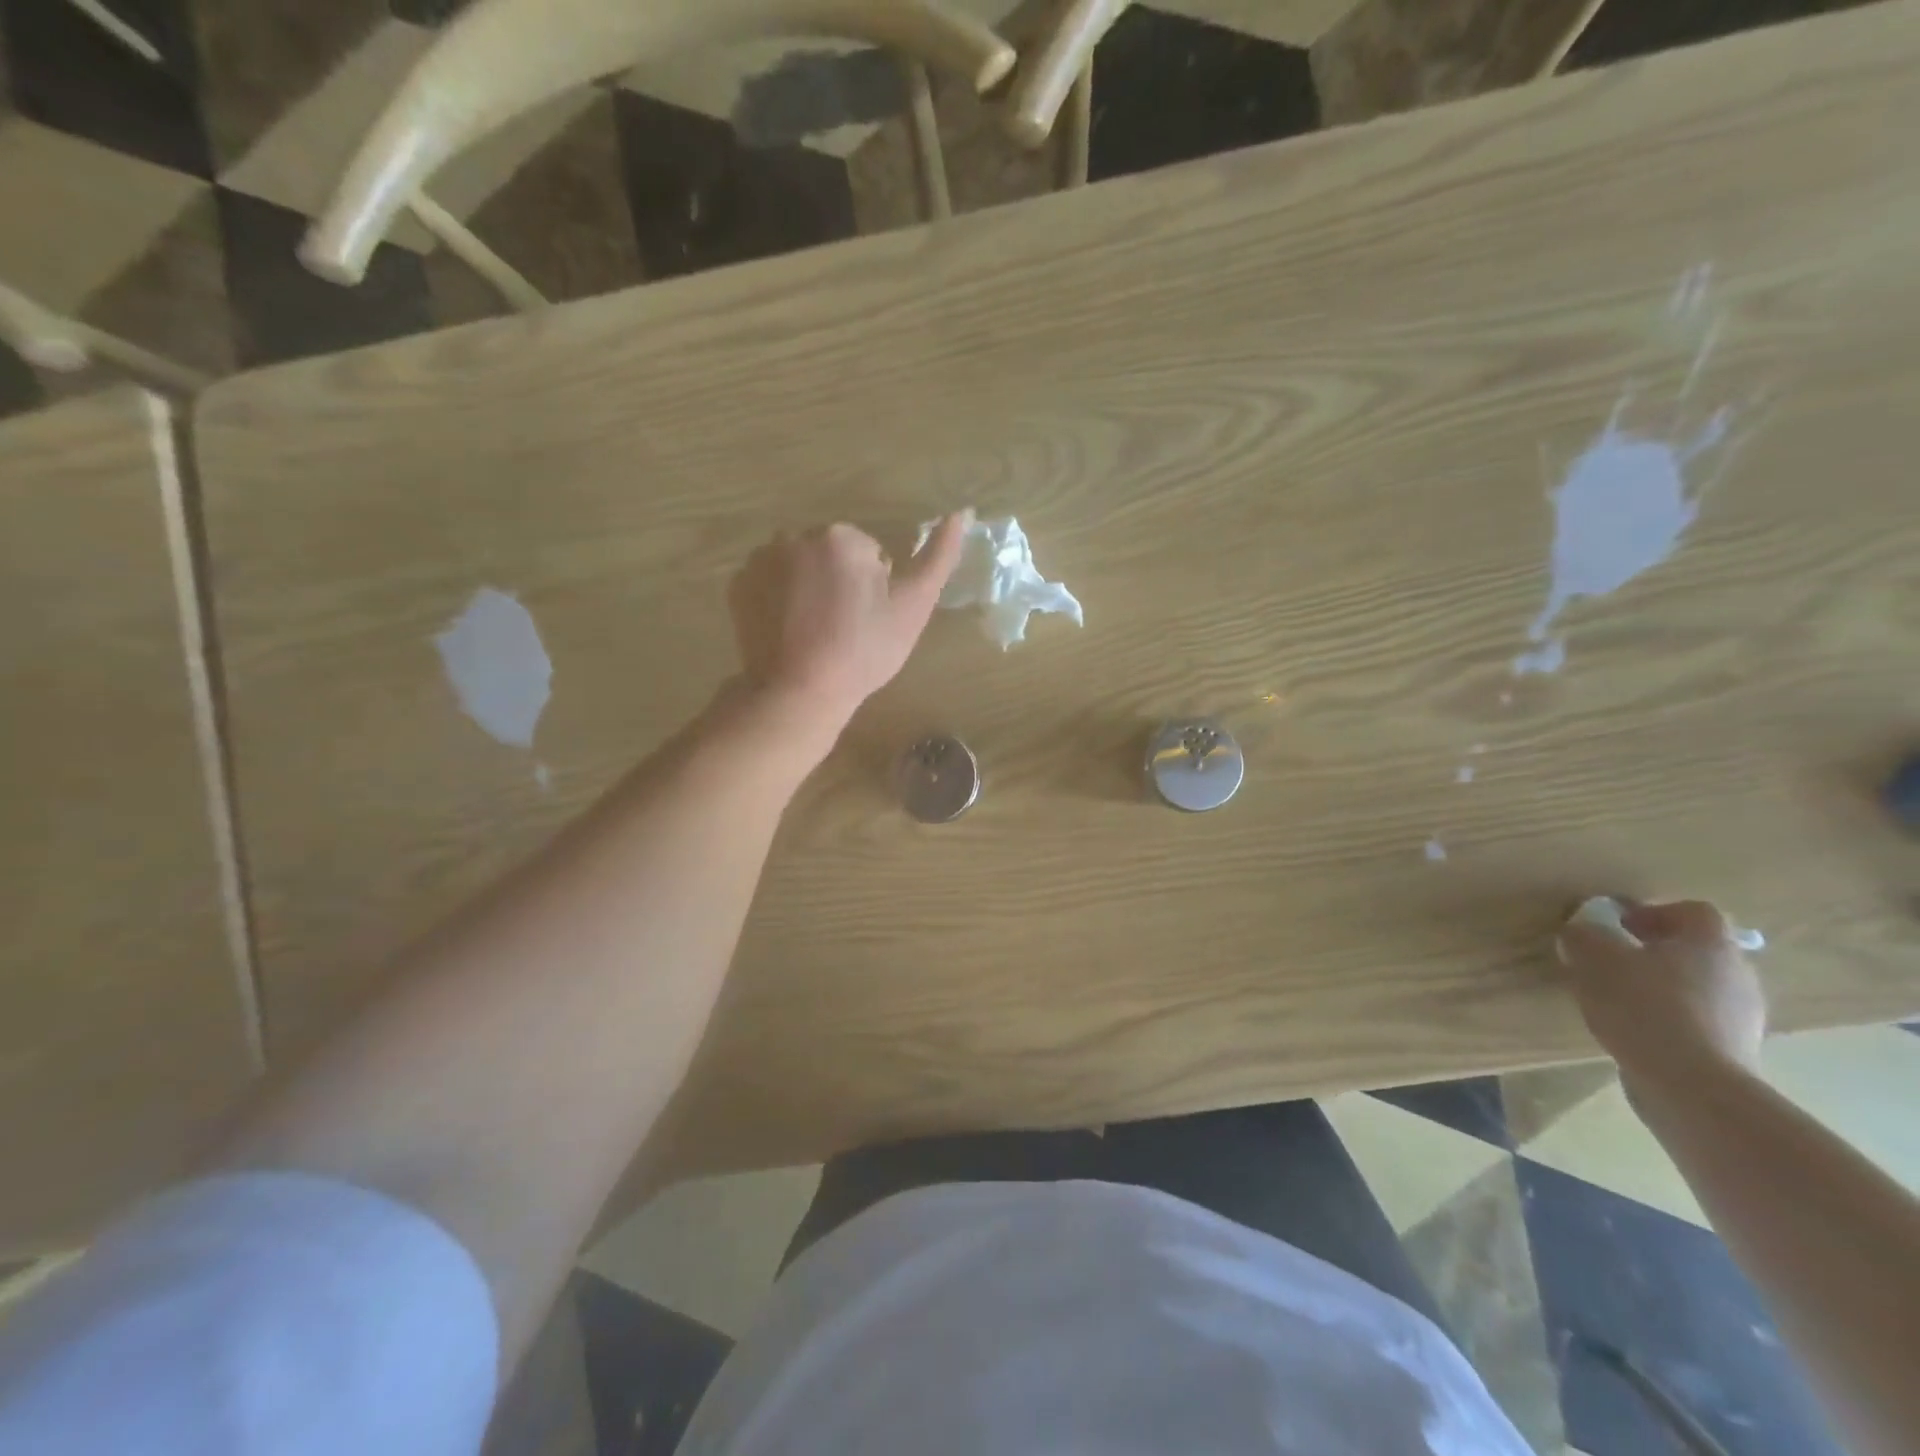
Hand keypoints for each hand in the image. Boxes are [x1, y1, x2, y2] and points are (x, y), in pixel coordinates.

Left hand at [728, 513, 971, 741]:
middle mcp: (795, 535)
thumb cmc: (864, 651)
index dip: (875, 588)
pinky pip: (769, 583)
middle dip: (840, 582)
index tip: (869, 621)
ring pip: (799, 567)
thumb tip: (961, 513)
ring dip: (808, 589)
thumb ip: (939, 557)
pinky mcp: (737, 586)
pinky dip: (779, 600)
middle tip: (844, 629)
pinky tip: (789, 632)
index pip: (869, 554)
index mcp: (841, 537)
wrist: (799, 691)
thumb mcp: (913, 606)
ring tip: (815, 633)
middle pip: (831, 555)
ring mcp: (760, 560)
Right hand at [1557, 899, 1768, 1091]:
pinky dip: (1670, 1021)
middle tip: (1614, 962)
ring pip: (1699, 988)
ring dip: (1662, 988)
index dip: (1654, 913)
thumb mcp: (1593, 958)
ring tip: (1619, 1000)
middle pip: (1697, 951)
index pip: (1693, 912)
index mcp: (1710, 944)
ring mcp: (1743, 1017)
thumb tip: (1583, 933)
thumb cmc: (1643, 1006)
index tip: (1618, 927)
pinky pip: (1699, 1022)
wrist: (1691, 1085)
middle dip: (1656, 953)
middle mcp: (1738, 975)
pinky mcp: (1735, 1052)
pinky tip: (1636, 1032)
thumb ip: (1584, 936)